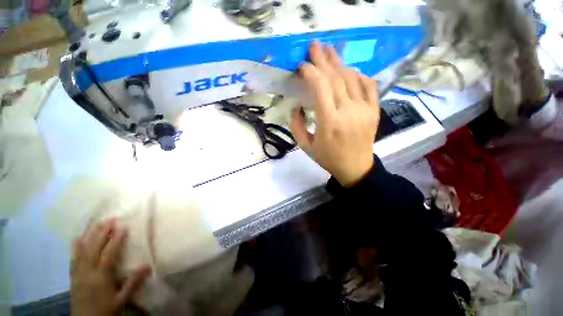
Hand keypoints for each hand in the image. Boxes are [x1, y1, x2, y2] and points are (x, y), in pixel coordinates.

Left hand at [71, 219, 150, 315]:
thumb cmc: (105, 310)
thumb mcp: (121, 299)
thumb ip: (133, 282)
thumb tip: (149, 266)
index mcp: (101, 275)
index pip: (109, 253)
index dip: (116, 239)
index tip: (123, 227)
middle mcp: (88, 270)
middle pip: (95, 248)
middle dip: (102, 232)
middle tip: (110, 219)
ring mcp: (78, 272)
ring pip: (83, 250)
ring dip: (89, 235)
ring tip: (96, 224)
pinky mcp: (73, 276)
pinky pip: (73, 258)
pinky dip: (76, 247)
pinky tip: (77, 239)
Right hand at [290, 41, 379, 186]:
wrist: (355, 168)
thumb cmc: (328, 158)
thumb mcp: (305, 146)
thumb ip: (296, 125)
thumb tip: (296, 105)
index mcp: (329, 122)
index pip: (320, 87)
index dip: (311, 72)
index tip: (302, 66)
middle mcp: (348, 112)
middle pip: (336, 77)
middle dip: (323, 60)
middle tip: (314, 47)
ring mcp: (364, 109)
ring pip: (351, 78)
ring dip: (339, 63)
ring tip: (329, 52)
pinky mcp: (374, 110)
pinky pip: (368, 85)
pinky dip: (358, 74)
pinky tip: (349, 71)